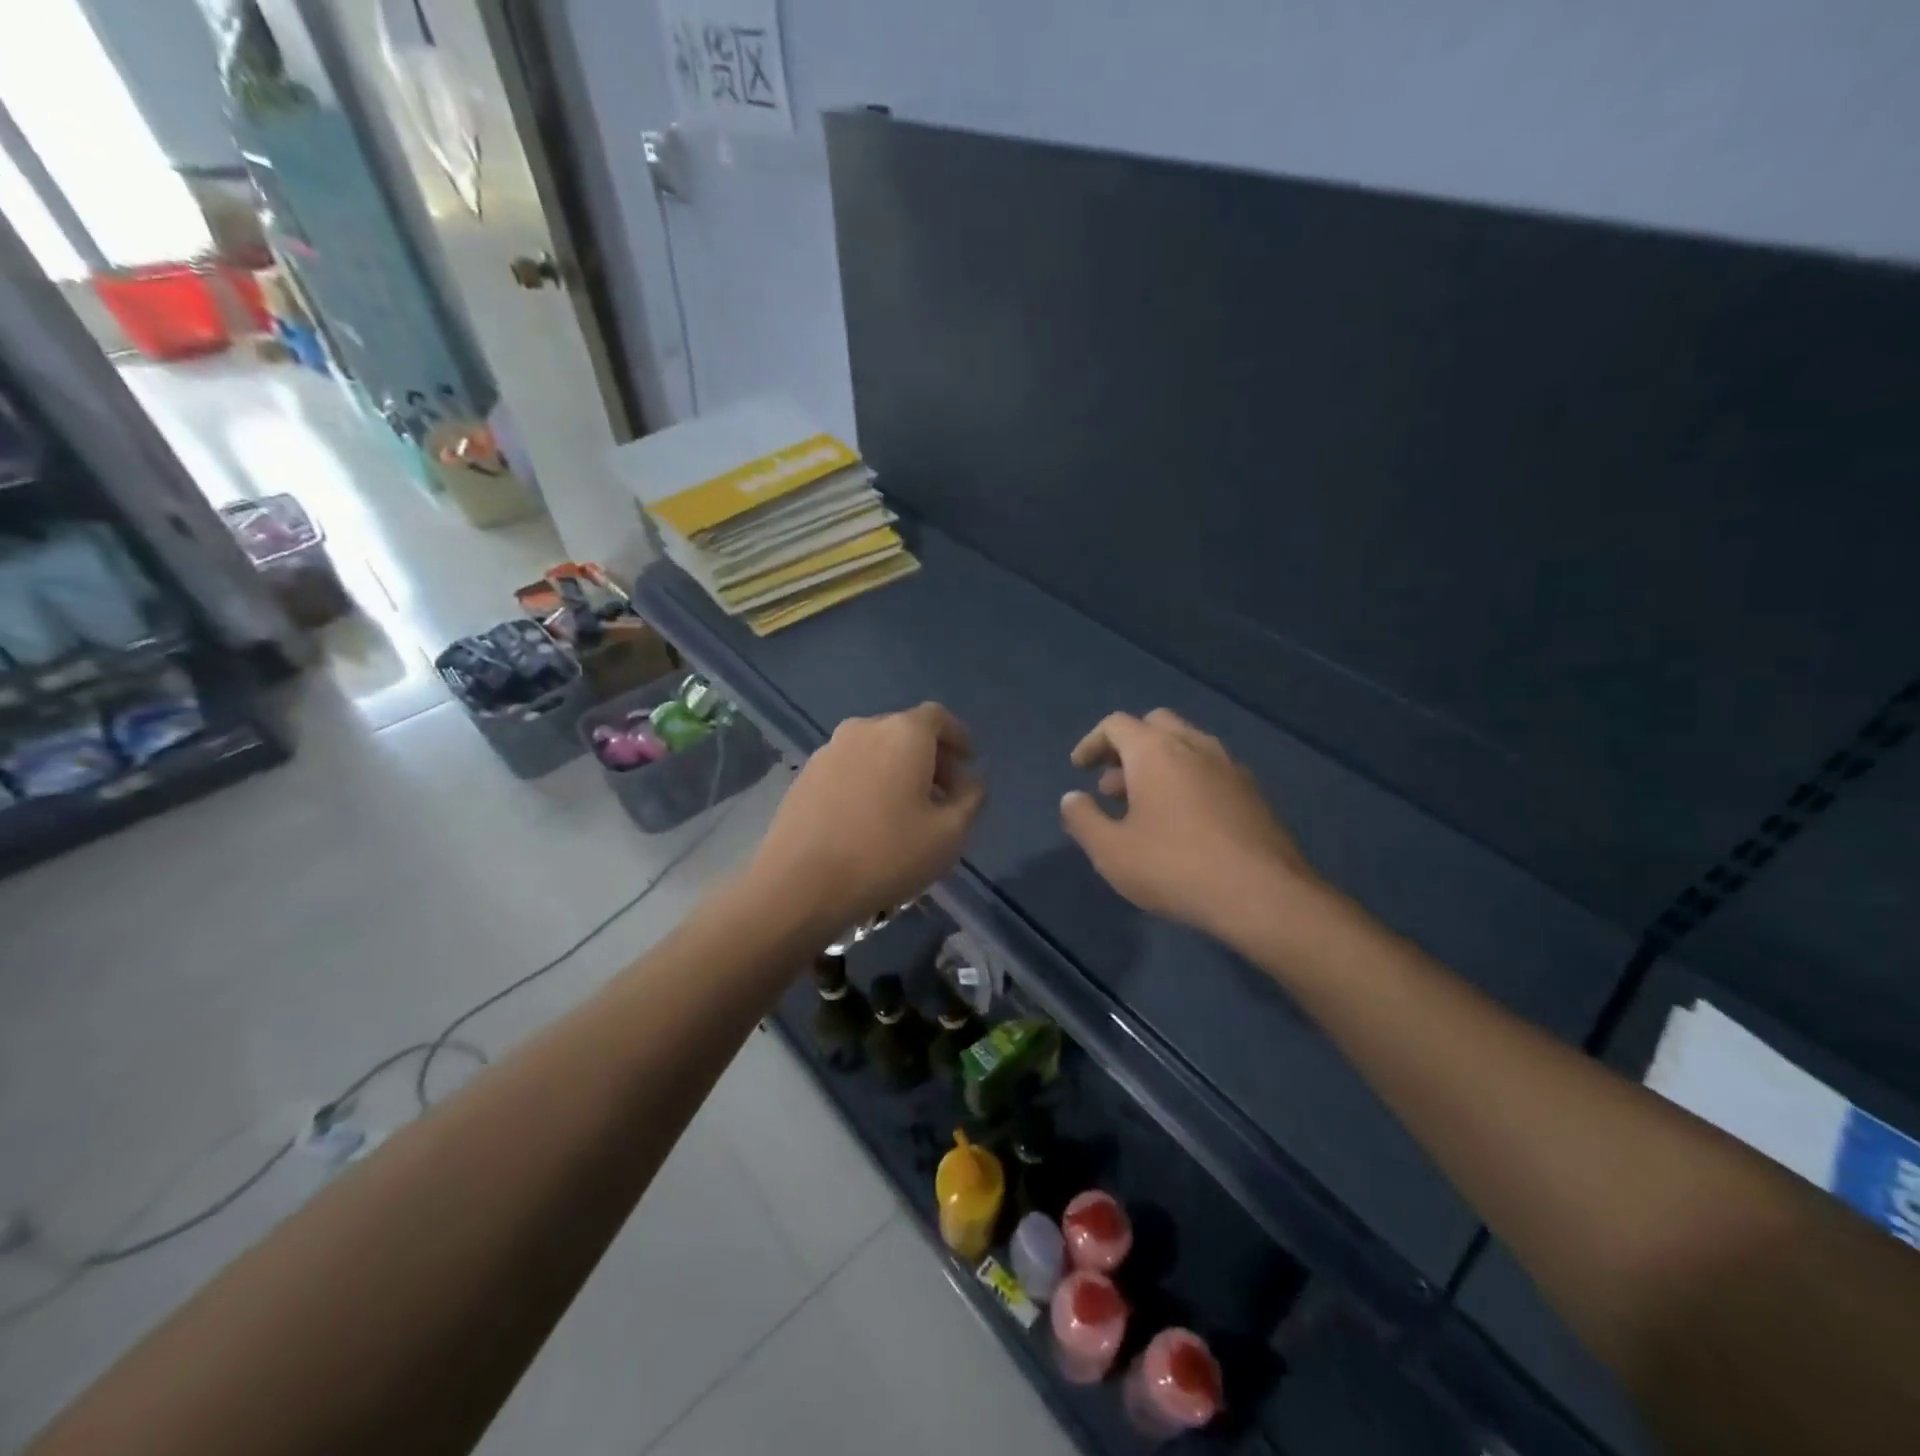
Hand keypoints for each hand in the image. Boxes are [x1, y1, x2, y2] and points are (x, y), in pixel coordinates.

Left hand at [748, 702, 984, 939]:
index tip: (970, 762)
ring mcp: (828, 751)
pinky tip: (872, 820)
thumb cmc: (886, 855)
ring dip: (898, 771)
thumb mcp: (949, 834)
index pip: (938, 717)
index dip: (959, 736)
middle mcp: (864, 729)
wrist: (799, 885)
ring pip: (876, 751)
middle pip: (906, 732)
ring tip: (909, 811)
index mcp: (903, 733)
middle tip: (946, 795)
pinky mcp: (804, 776)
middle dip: (931, 758)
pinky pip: (850, 769)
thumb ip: (971, 799)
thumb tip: (971, 781)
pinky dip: (870, 782)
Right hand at [1060, 709, 1317, 936]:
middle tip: (1113, 784)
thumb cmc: (1175, 868)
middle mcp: (1194, 745)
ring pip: (1186, 746)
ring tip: (1143, 807)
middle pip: (1155, 725)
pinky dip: (1187, 779)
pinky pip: (1210, 769)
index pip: (1116, 724)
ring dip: (1158, 764)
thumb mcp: (1111, 852)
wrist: (1263, 895)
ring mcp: (1229, 766)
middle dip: (1128, 747)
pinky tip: (1183, 822)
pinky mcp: (1253, 792)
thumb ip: (1082, 819)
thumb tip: (1072, 798)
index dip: (1092, 743)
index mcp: (1155, 751)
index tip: (1079, 770)